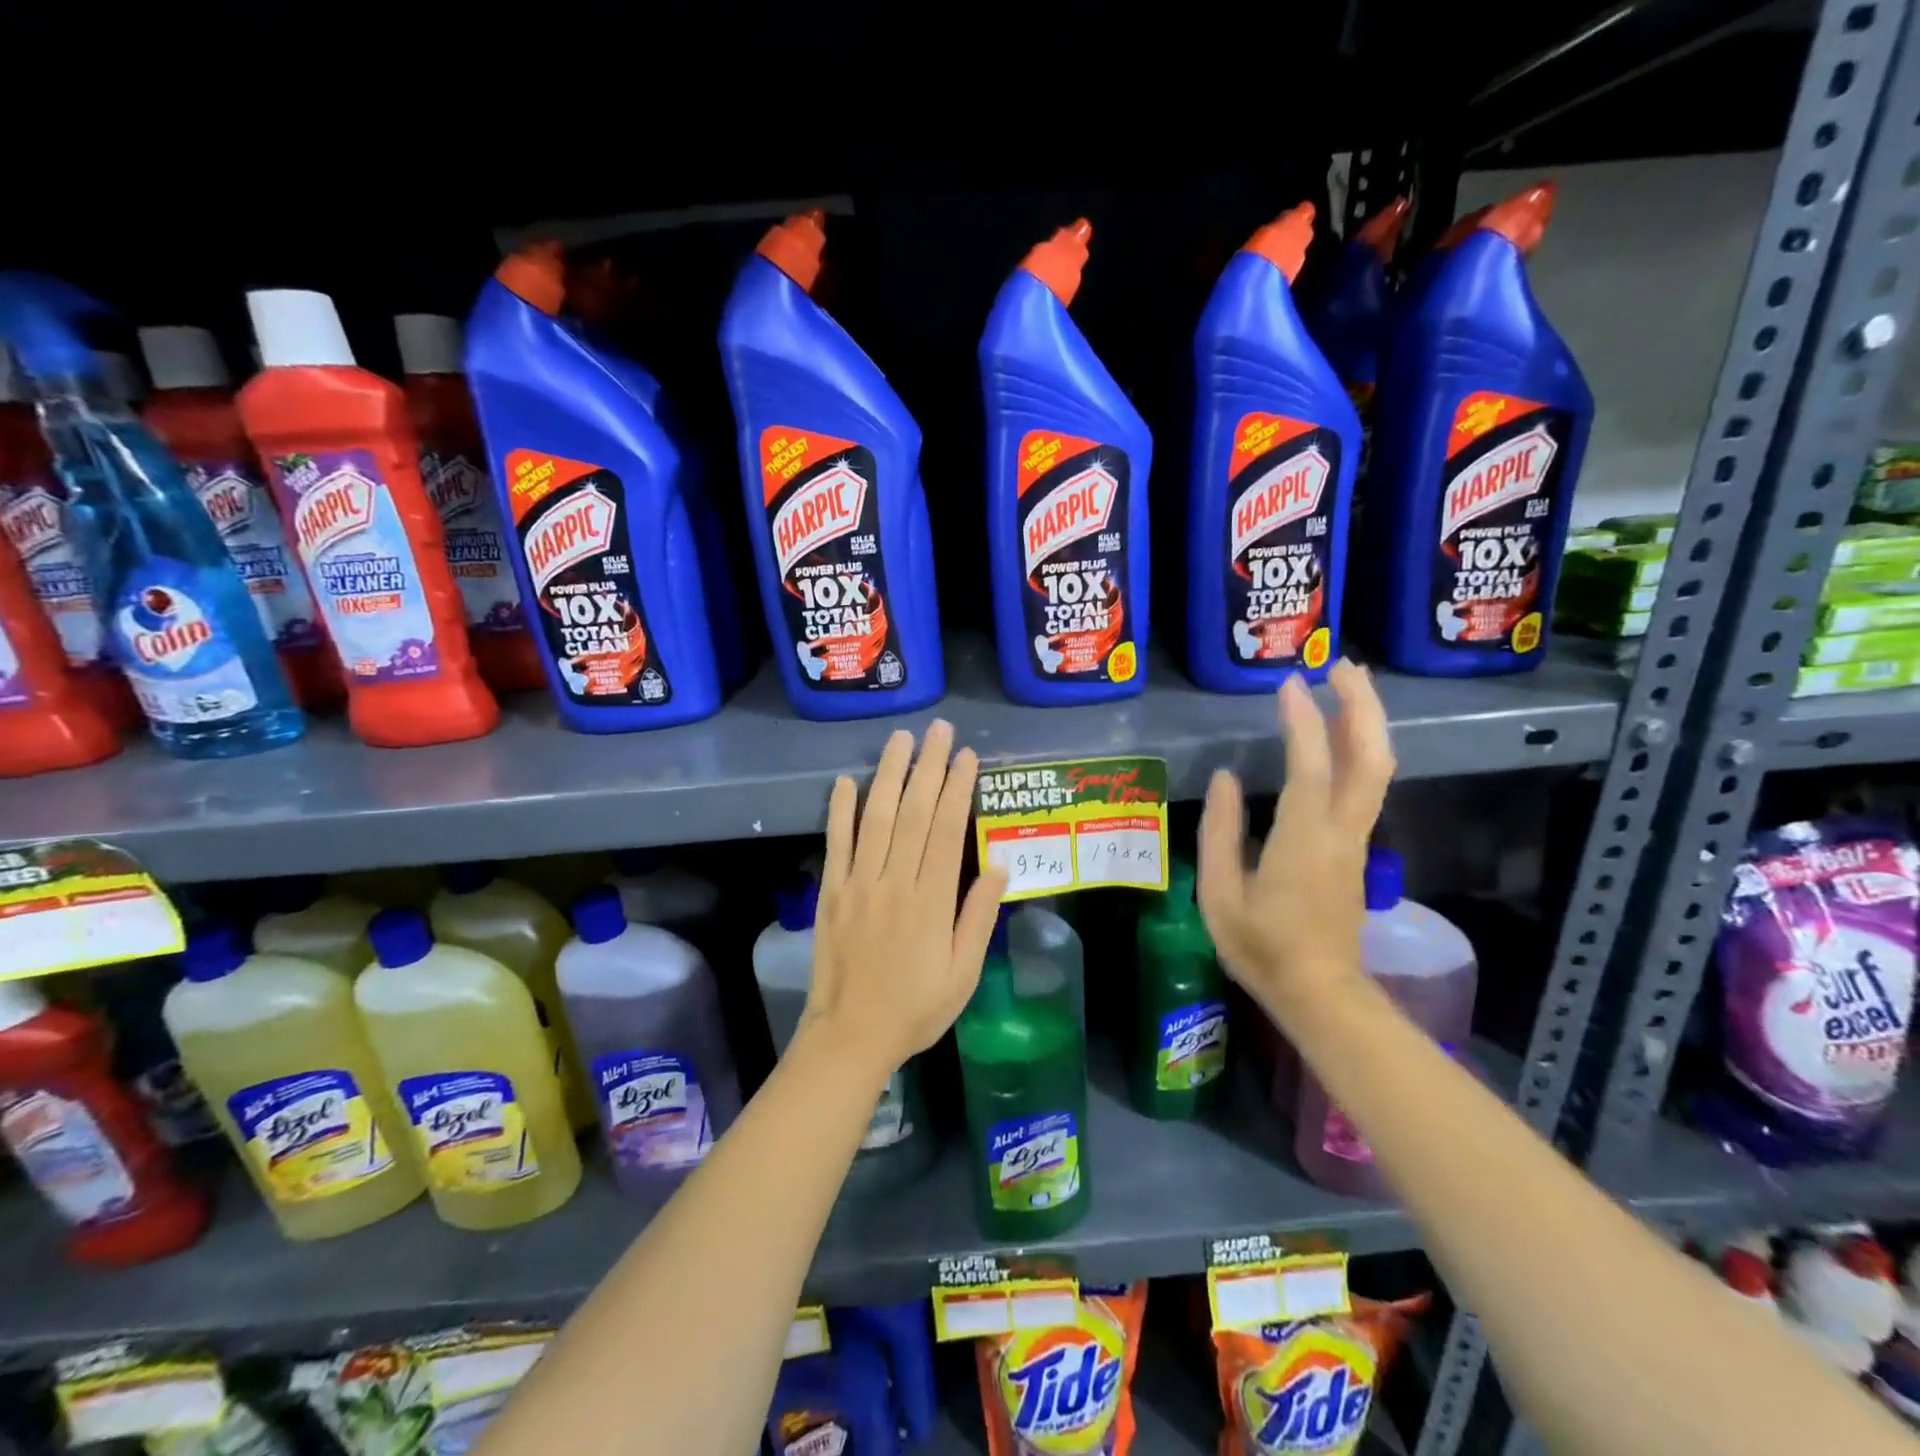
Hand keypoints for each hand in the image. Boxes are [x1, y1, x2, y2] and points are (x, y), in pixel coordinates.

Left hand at [804, 720, 1008, 1073]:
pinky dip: (841, 810)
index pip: (945, 830)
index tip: (966, 755)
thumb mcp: (963, 972)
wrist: (851, 1035)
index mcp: (930, 901)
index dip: (957, 789)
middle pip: (912, 813)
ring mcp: (858, 884)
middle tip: (939, 730)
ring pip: (875, 818)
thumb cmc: (916, 1007)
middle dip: (928, 767)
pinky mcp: (831, 892)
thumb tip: (998, 864)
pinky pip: (836, 843)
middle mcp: (894, 882)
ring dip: (889, 774)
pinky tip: (848, 780)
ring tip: (901, 739)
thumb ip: (978, 916)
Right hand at [1197, 661, 1395, 1023]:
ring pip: (1377, 769)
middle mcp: (1341, 831)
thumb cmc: (1261, 947)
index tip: (1287, 684)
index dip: (1302, 720)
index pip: (1311, 766)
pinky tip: (1341, 735)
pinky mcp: (1357, 848)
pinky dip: (1360, 747)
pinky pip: (1368, 785)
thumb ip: (1219, 833)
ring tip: (1347, 686)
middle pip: (1370, 757)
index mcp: (1304, 840)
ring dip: (1367, 721)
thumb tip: (1226, 778)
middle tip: (1341, 665)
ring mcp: (1356, 839)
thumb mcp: (1220, 894)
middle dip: (1362, 705)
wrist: (1319, 992)